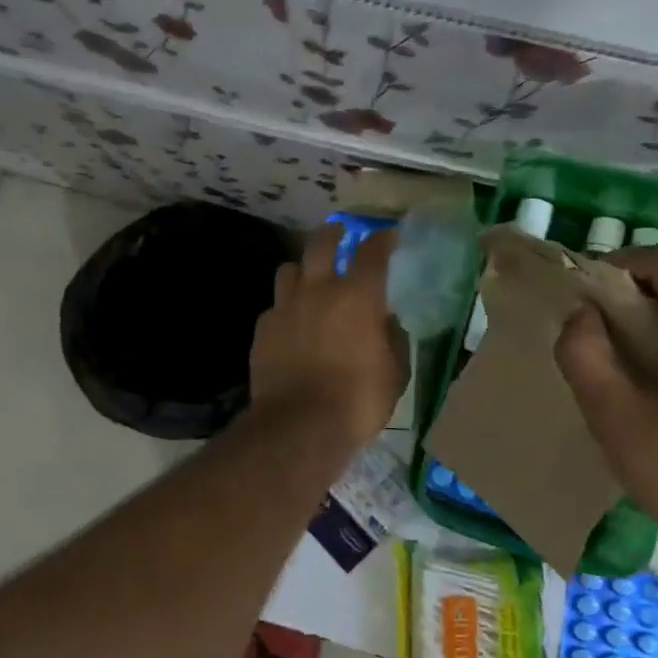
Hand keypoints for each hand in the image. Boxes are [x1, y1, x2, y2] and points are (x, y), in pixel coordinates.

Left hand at [249, 224, 409, 446]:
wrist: (299, 426)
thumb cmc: (357, 400)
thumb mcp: (394, 374)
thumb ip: (393, 339)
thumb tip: (386, 322)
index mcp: (357, 297)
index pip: (372, 253)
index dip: (381, 240)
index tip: (387, 235)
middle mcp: (318, 291)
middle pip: (321, 245)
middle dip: (332, 233)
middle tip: (339, 231)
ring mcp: (285, 308)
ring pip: (289, 270)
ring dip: (302, 269)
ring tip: (308, 278)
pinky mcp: (262, 329)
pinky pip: (274, 306)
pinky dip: (285, 308)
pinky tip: (290, 323)